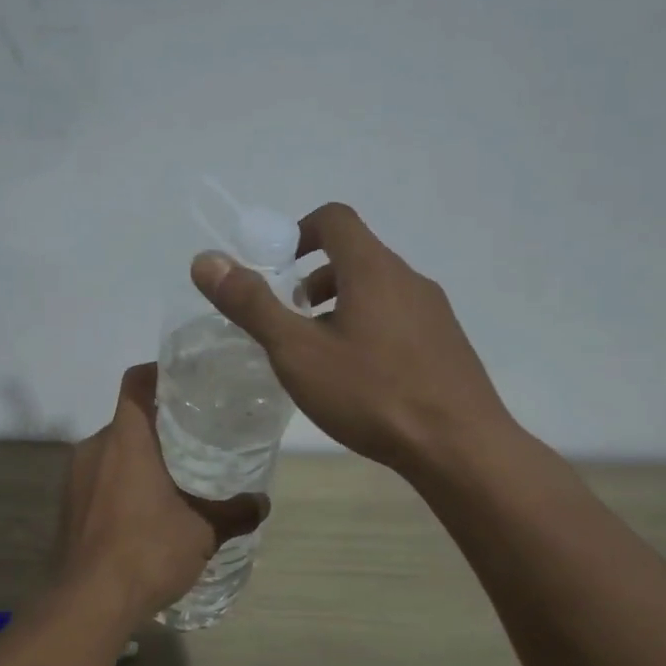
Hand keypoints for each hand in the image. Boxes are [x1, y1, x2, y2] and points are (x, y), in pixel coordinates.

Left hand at [58, 364, 267, 616]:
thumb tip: (262, 503)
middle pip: (127, 420)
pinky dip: (121, 484)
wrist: (88, 603)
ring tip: (172, 478)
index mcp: (126, 439)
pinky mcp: (67, 506)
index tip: (184, 383)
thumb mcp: (202, 532)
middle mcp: (94, 448)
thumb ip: (234, 513)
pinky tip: (144, 513)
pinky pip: (98, 479)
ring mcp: (75, 478)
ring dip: (138, 458)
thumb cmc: (147, 551)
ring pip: (112, 451)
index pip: (136, 382)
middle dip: (158, 426)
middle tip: (192, 439)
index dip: (158, 373)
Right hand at [191, 202, 511, 480]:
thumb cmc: (371, 393)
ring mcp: (434, 312)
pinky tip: (360, 379)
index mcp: (373, 269)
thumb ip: (251, 305)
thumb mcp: (297, 351)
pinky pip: (399, 319)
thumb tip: (206, 260)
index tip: (277, 269)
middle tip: (291, 320)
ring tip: (320, 353)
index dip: (298, 232)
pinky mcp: (446, 345)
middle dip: (313, 278)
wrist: (459, 447)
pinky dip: (369, 329)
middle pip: (356, 256)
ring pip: (378, 290)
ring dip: (341, 306)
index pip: (335, 219)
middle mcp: (409, 279)